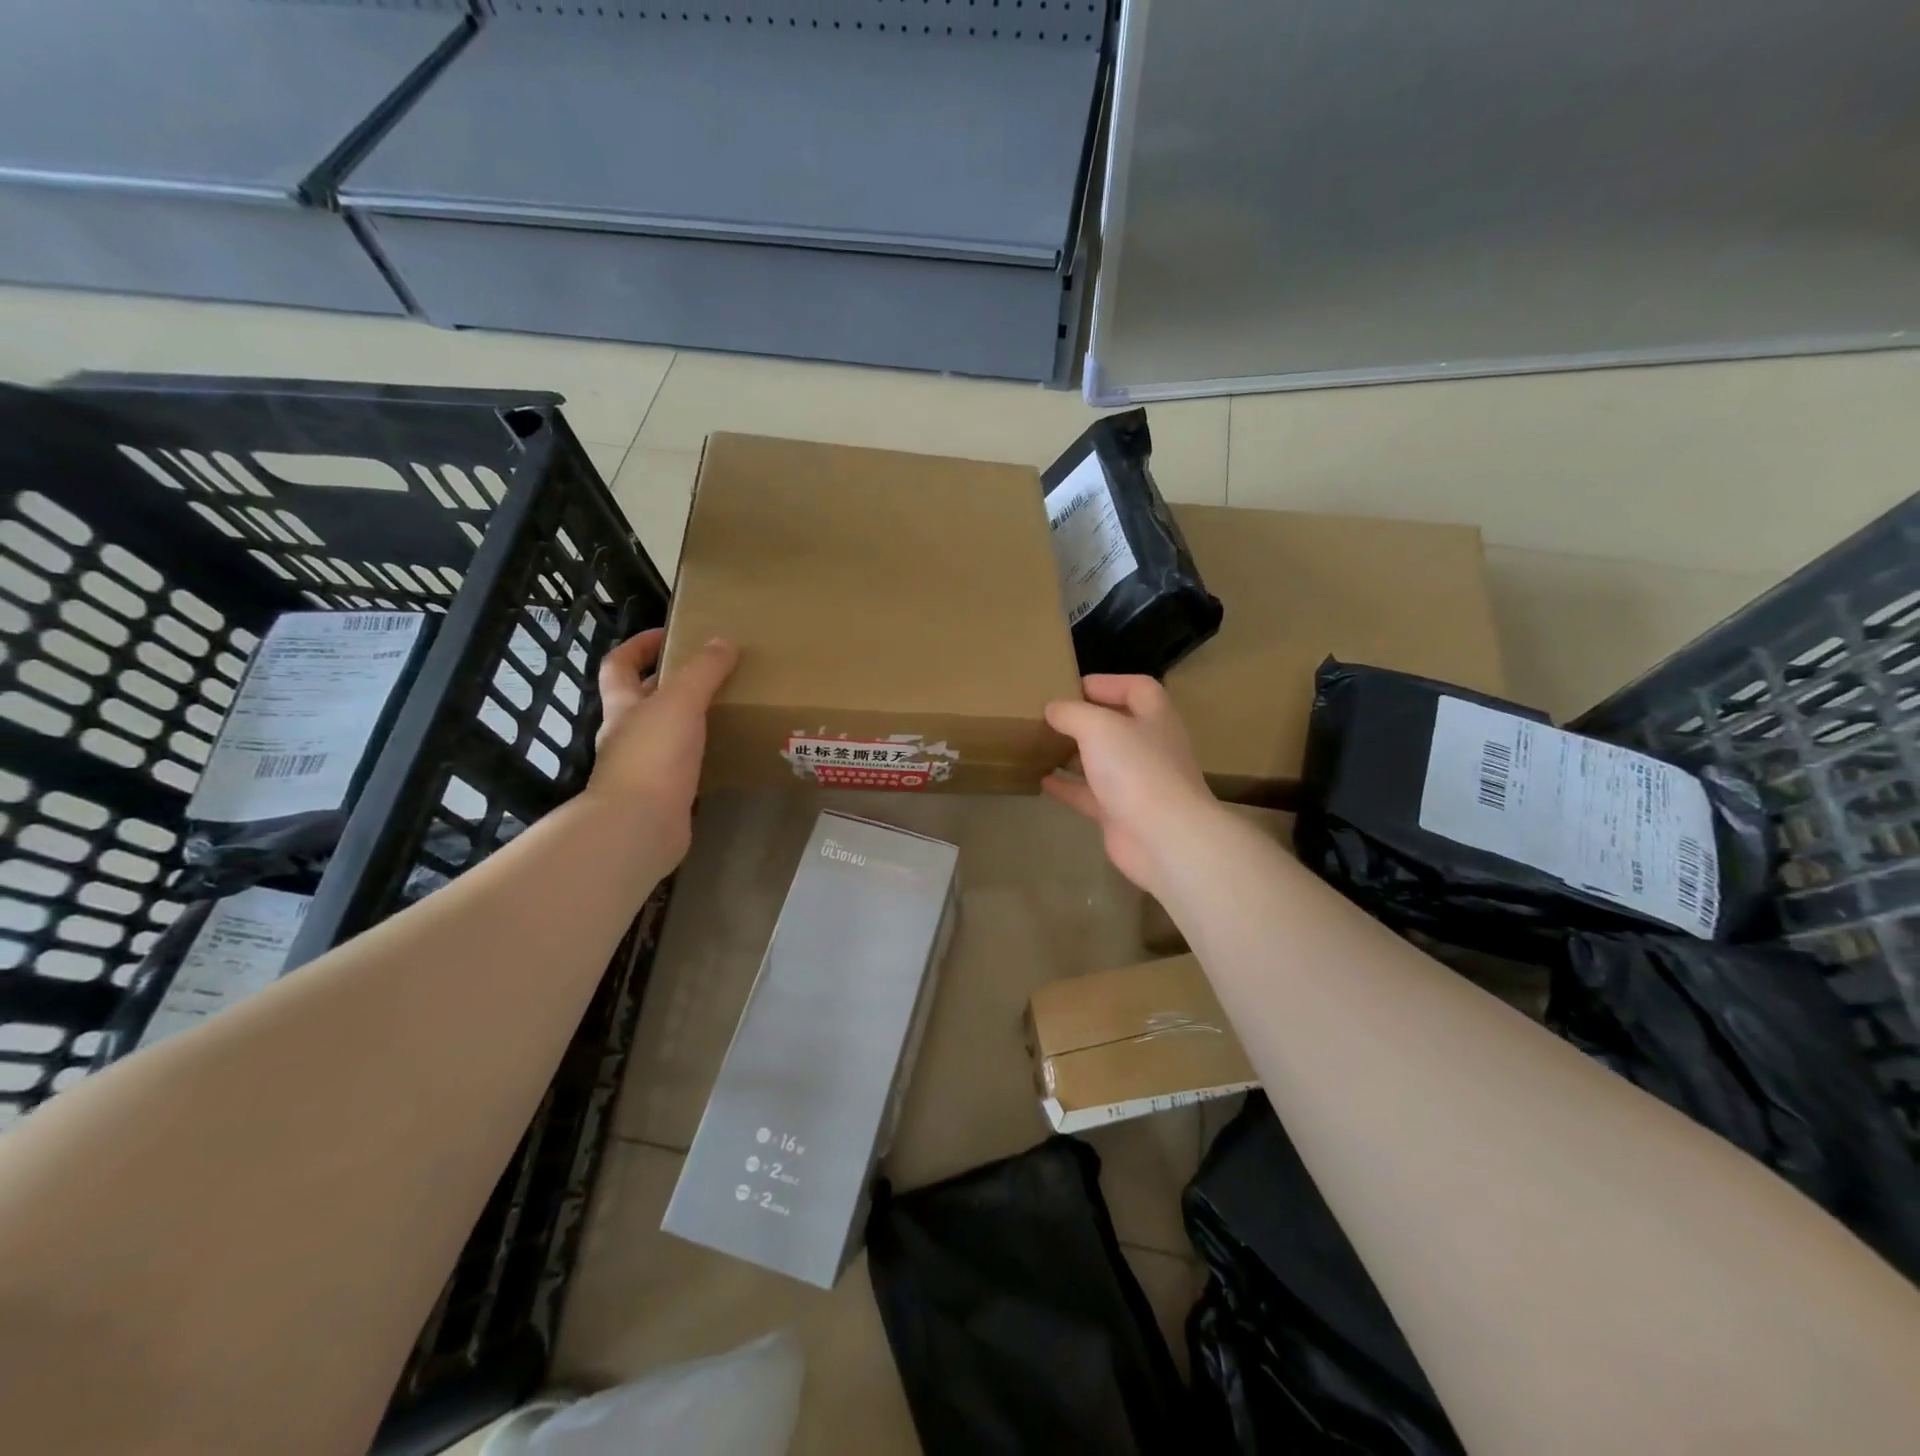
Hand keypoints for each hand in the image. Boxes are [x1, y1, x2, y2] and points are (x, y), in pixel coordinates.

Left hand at [588, 628, 738, 867]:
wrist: (640, 826)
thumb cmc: (654, 756)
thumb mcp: (681, 701)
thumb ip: (703, 671)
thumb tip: (724, 642)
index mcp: (622, 707)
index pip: (618, 665)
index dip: (638, 646)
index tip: (669, 636)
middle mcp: (626, 735)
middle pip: (641, 700)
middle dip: (668, 684)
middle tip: (710, 674)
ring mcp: (642, 768)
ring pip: (663, 734)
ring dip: (687, 721)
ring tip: (725, 710)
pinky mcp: (662, 795)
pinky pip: (681, 766)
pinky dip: (700, 755)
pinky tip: (725, 753)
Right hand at [1042, 674, 1223, 897]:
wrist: (1163, 837)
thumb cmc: (1136, 769)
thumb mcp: (1098, 727)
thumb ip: (1072, 713)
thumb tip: (1053, 709)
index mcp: (1154, 717)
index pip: (1137, 688)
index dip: (1108, 682)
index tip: (1072, 687)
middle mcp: (1149, 747)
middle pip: (1117, 725)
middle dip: (1085, 719)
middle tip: (1050, 716)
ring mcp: (1136, 782)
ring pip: (1102, 761)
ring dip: (1074, 753)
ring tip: (1041, 745)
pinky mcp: (1120, 813)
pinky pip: (1089, 795)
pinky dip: (1067, 786)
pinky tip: (1042, 780)